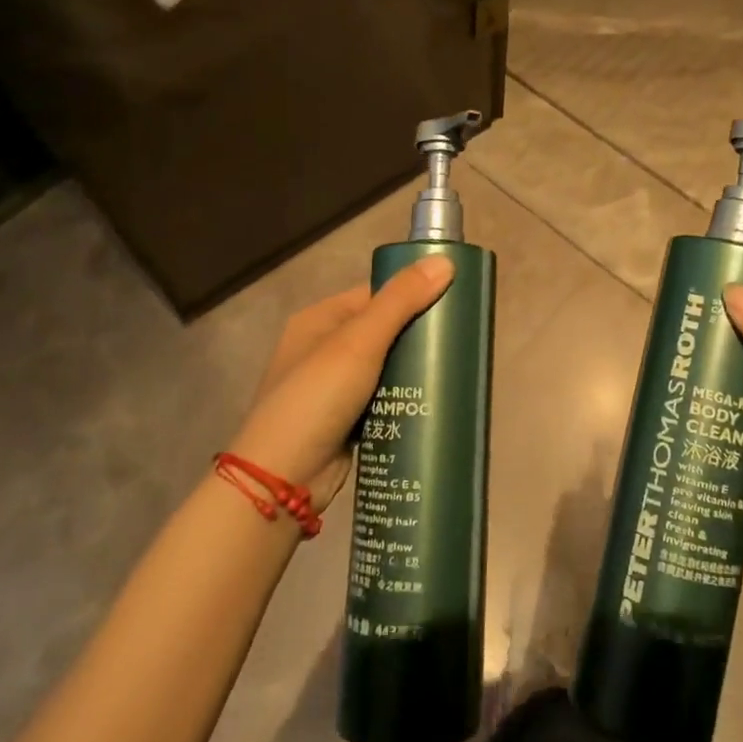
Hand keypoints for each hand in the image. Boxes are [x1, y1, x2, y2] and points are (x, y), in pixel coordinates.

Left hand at [227, 257, 454, 512]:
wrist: (280, 481)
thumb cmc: (316, 398)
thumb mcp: (359, 343)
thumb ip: (400, 301)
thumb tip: (446, 261)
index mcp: (320, 320)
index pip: (376, 294)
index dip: (413, 294)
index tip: (455, 301)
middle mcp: (324, 349)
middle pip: (384, 331)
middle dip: (420, 336)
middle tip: (461, 341)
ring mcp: (334, 389)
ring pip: (387, 368)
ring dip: (415, 370)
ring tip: (458, 370)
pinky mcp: (346, 422)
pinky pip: (384, 400)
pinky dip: (405, 400)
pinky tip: (436, 401)